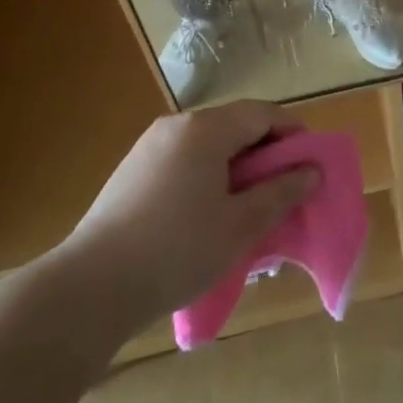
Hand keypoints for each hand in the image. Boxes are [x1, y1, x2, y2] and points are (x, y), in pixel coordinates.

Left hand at [62, 102, 318, 333]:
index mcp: (206, 129)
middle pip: (234, 126)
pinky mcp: (132, 171)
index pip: (262, 114)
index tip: (311, 165)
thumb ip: (280, 193)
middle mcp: (176, 125)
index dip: (293, 134)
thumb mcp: (240, 226)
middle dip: (265, 154)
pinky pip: (183, 161)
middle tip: (283, 191)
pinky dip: (207, 177)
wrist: (90, 288)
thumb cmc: (177, 250)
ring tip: (249, 208)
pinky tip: (208, 216)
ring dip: (236, 168)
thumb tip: (311, 171)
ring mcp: (149, 146)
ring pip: (208, 145)